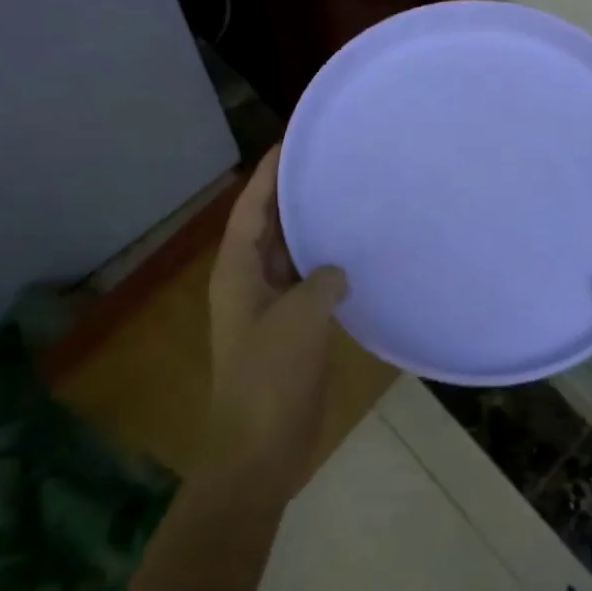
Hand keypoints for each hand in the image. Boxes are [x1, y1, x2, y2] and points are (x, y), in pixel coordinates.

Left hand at [205, 146, 348, 498]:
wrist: (260, 450)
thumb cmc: (271, 377)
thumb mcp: (300, 318)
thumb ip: (321, 280)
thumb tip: (336, 272)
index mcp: (237, 271)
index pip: (251, 207)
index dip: (268, 173)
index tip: (292, 141)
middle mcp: (248, 280)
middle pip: (269, 225)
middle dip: (293, 194)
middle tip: (329, 162)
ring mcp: (268, 305)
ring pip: (289, 253)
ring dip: (311, 228)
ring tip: (345, 197)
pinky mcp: (289, 328)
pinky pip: (307, 281)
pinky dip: (325, 264)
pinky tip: (354, 254)